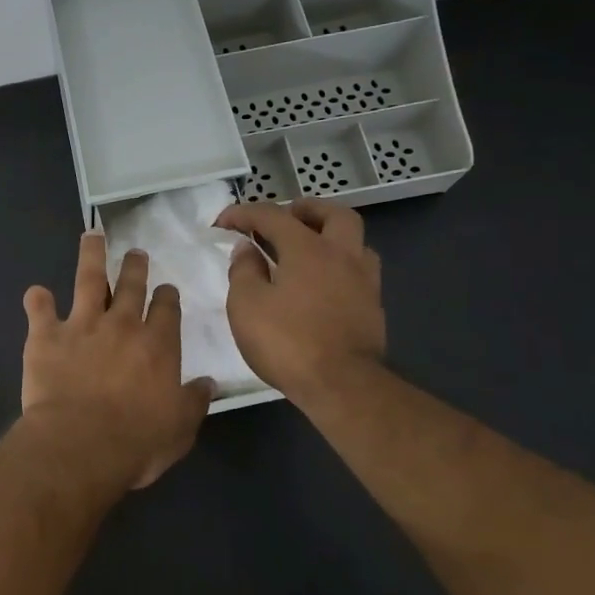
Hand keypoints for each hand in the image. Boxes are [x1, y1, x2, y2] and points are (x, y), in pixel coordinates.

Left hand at [21, 232, 216, 490]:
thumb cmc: (137, 441)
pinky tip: (36, 293)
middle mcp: (122, 325)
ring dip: (91, 255)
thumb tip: (210, 383)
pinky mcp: (46, 336)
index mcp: (158, 345)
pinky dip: (37, 299)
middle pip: (131, 285)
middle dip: (135, 266)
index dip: (167, 297)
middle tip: (136, 253)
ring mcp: (82, 325)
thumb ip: (194, 400)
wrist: (81, 443)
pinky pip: (39, 309)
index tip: (166, 290)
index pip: (167, 309)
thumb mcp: (180, 427)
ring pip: (89, 279)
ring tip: (92, 236)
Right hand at [214, 198, 385, 406]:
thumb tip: (246, 249)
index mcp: (307, 248)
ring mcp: (363, 281)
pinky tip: (323, 283)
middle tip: (283, 218)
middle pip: (333, 214)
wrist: (342, 385)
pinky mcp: (372, 307)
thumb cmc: (286, 341)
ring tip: (307, 249)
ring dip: (330, 236)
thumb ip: (244, 270)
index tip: (222, 222)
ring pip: (354, 241)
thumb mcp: (247, 305)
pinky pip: (358, 271)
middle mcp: (342, 255)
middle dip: (306, 210)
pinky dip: (339, 265)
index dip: (244, 213)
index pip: (273, 216)